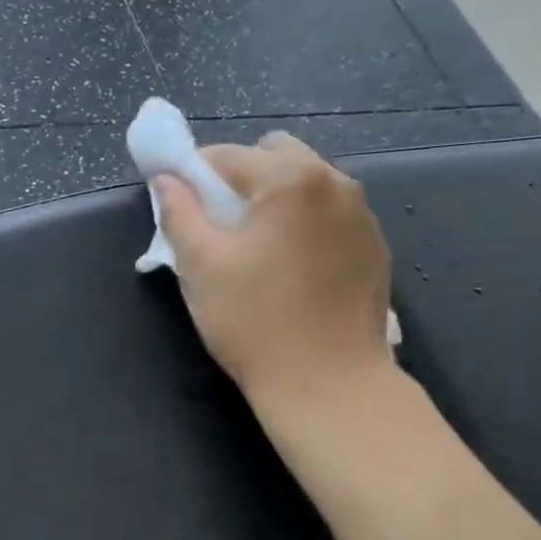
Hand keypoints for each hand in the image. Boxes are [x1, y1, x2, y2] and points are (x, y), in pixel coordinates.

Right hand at [154, 132, 393, 407]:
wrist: (329, 385)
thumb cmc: (254, 321)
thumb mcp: (200, 266)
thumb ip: (179, 212)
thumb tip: (166, 179)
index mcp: (292, 179)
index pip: (228, 155)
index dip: (193, 175)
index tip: (179, 205)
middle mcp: (336, 183)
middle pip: (276, 157)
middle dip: (240, 179)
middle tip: (218, 226)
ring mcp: (363, 216)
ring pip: (306, 185)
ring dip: (274, 201)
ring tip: (254, 250)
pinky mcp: (374, 249)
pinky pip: (329, 217)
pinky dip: (303, 225)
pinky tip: (289, 270)